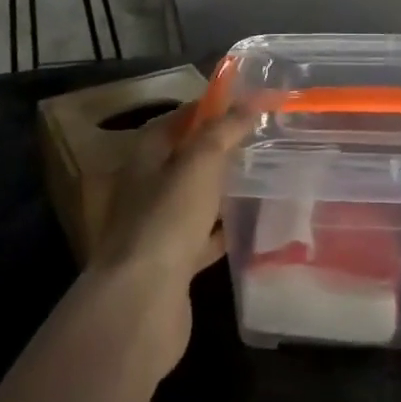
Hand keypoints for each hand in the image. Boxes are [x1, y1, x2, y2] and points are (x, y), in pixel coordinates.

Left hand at [87, 102, 252, 374]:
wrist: (142, 301)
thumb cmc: (167, 219)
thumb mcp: (199, 163)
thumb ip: (224, 130)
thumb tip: (250, 100)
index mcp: (145, 158)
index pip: (175, 120)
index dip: (206, 108)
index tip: (243, 103)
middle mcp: (146, 189)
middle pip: (184, 159)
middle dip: (217, 149)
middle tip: (258, 139)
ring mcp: (157, 228)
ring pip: (194, 199)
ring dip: (220, 189)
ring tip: (259, 177)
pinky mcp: (173, 263)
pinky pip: (202, 238)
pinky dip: (223, 231)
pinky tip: (250, 227)